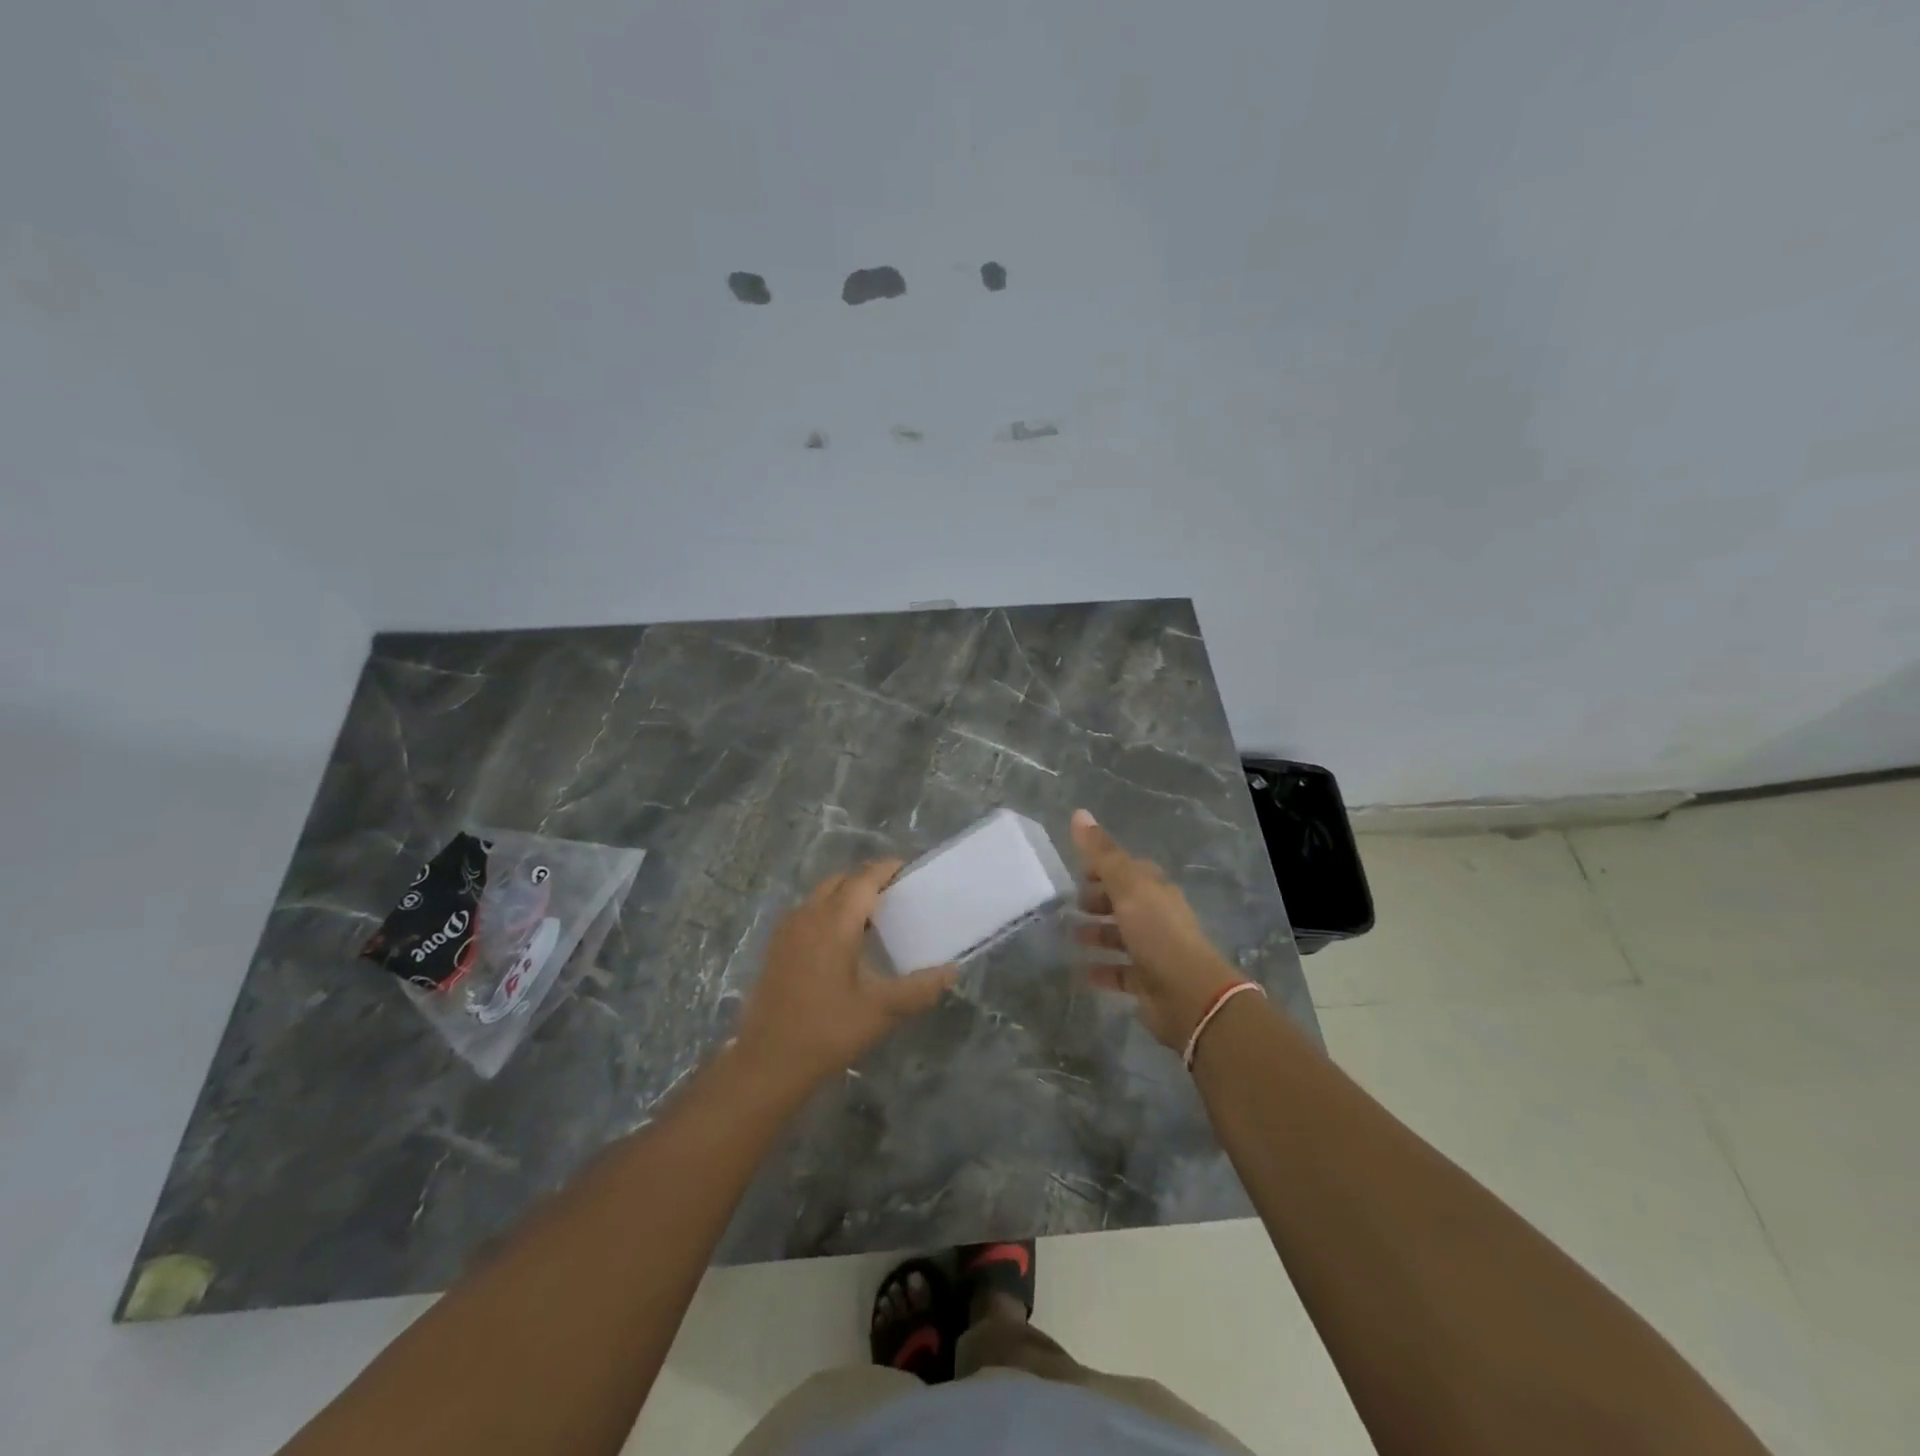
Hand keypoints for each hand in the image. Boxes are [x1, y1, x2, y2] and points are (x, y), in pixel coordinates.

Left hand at [736, 860, 955, 1091]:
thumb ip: (920, 988)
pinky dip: (827, 911)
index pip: (864, 879)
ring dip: (846, 895)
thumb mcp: (882, 1011)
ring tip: (873, 916)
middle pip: (840, 881)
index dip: (887, 869)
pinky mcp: (776, 948)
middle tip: (896, 895)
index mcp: (835, 922)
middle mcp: (808, 916)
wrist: (767, 1063)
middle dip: (867, 880)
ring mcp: (787, 931)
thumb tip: (952, 971)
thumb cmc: (827, 1031)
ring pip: (820, 895)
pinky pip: (807, 913)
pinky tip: (842, 941)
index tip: (910, 870)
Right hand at [1070, 810, 1242, 1049]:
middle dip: (1098, 900)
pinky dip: (1102, 969)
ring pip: (1121, 936)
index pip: (1129, 870)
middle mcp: (1158, 917)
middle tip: (1069, 904)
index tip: (1077, 872)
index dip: (1103, 867)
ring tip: (1070, 935)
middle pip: (1124, 902)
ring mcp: (1155, 950)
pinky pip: (1120, 972)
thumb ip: (1102, 853)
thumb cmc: (1157, 933)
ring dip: (1097, 933)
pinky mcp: (1148, 982)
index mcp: (1156, 890)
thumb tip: (1079, 813)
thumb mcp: (1127, 887)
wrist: (1189, 995)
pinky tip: (1081, 971)